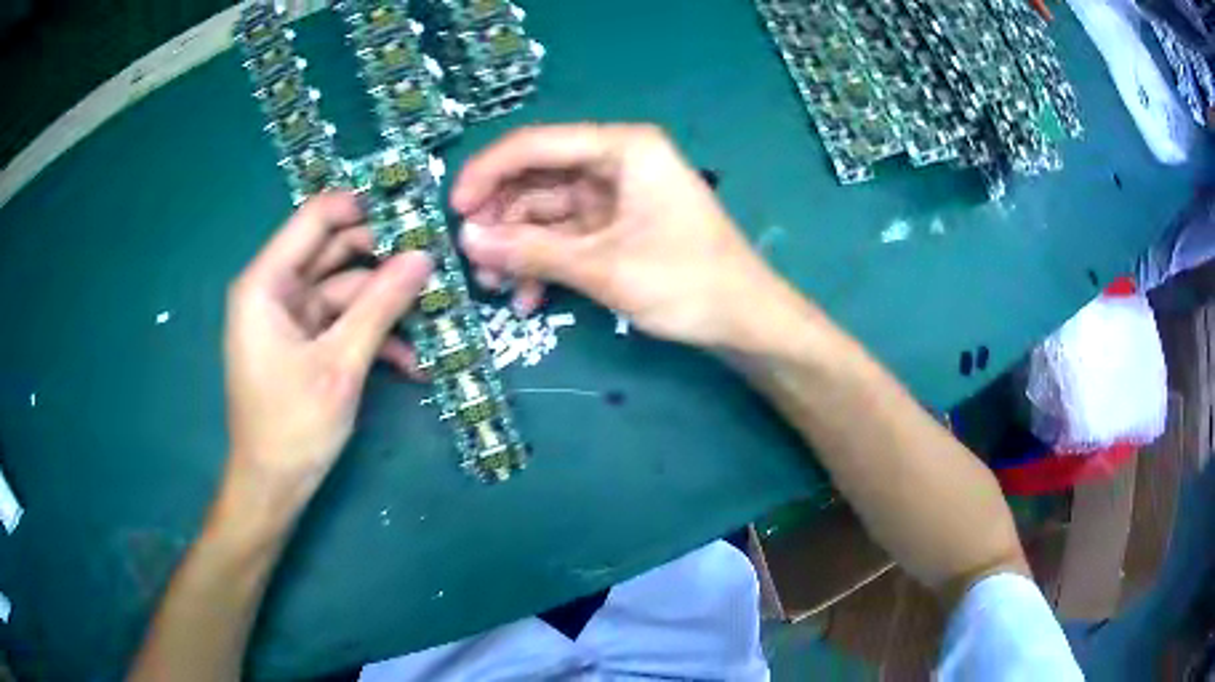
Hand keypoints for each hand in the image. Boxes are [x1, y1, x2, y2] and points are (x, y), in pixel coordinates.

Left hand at [223, 193, 431, 509]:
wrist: (273, 487)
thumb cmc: (292, 426)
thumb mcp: (340, 364)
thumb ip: (380, 306)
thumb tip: (424, 257)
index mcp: (266, 283)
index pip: (315, 218)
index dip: (362, 206)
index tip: (412, 208)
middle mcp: (276, 290)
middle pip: (335, 252)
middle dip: (384, 259)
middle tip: (435, 261)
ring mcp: (291, 318)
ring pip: (346, 291)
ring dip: (387, 308)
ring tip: (435, 319)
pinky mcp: (305, 343)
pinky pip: (343, 323)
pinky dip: (374, 337)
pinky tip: (413, 362)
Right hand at [452, 123, 791, 349]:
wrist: (746, 321)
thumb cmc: (687, 283)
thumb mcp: (603, 267)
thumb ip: (532, 250)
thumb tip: (466, 239)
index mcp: (622, 148)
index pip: (536, 144)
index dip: (488, 173)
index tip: (453, 210)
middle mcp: (616, 161)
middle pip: (538, 177)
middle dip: (501, 218)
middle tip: (471, 258)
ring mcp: (617, 195)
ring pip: (547, 210)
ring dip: (518, 247)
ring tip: (494, 286)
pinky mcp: (617, 225)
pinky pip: (566, 235)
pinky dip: (545, 262)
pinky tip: (528, 298)